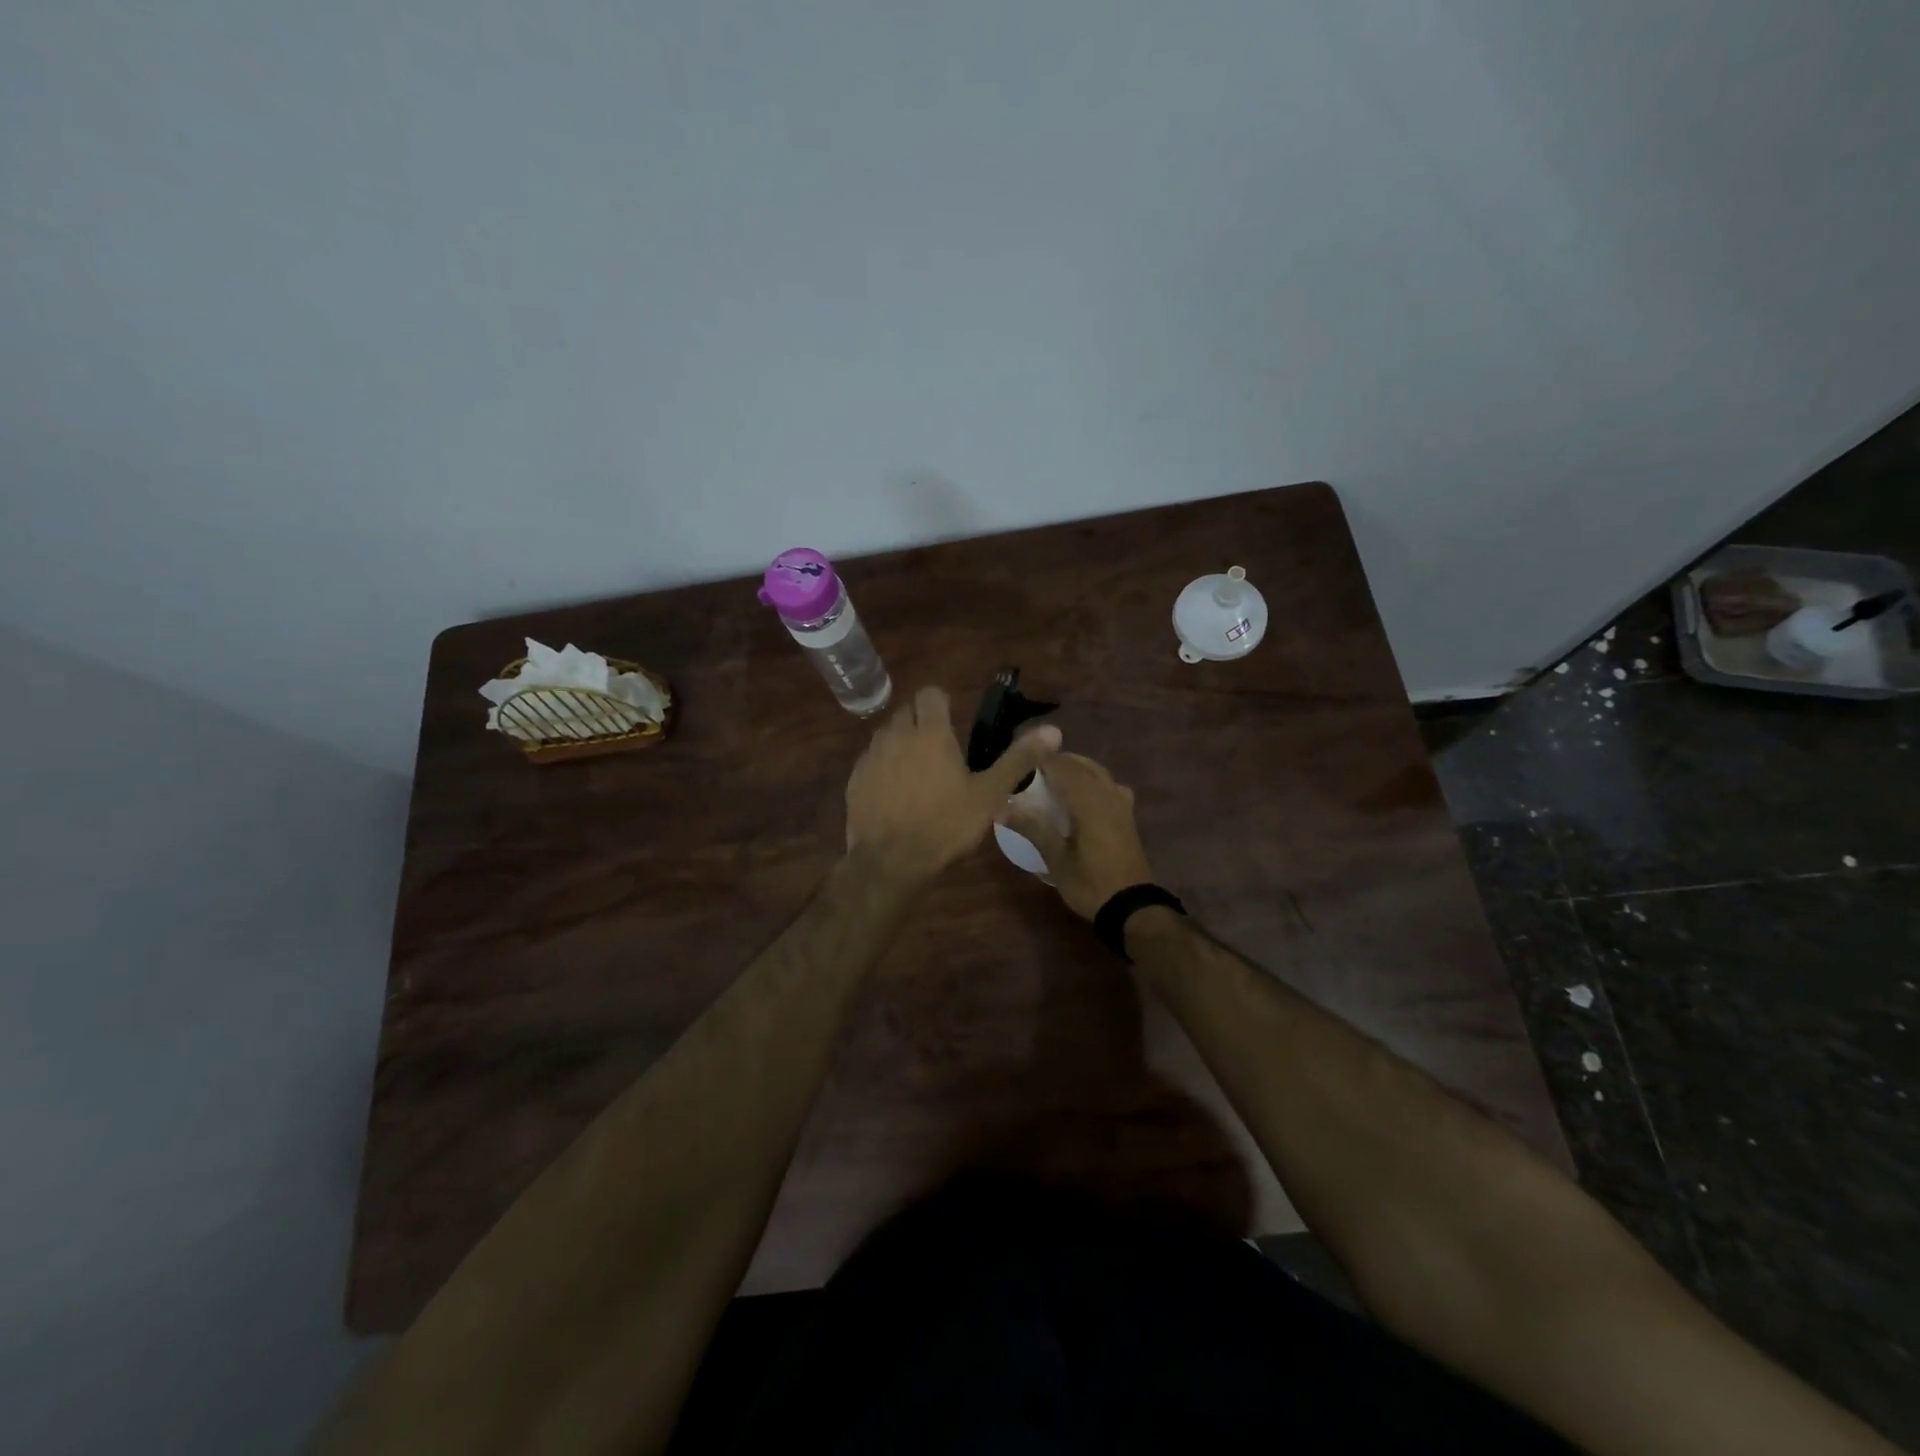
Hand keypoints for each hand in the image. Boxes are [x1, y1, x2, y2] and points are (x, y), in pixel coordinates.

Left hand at [845, 685, 1061, 887]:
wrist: (890, 862)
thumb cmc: (945, 825)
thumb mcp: (989, 795)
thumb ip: (1018, 759)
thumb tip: (1053, 731)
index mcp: (930, 733)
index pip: (931, 694)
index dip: (942, 703)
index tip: (953, 722)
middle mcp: (895, 735)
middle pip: (906, 711)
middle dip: (921, 721)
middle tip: (940, 749)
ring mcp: (870, 756)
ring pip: (886, 734)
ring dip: (900, 742)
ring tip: (917, 771)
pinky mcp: (854, 779)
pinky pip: (870, 760)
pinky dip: (883, 766)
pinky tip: (894, 792)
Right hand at [998, 752, 1155, 920]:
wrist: (1132, 907)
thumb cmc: (1091, 884)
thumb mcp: (1057, 860)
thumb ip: (1033, 828)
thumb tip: (1002, 806)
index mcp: (1089, 802)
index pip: (1061, 767)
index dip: (1040, 756)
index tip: (1017, 752)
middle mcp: (1107, 795)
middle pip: (1080, 765)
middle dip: (1056, 760)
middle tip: (1029, 765)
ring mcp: (1121, 804)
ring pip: (1097, 772)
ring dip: (1074, 767)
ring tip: (1051, 775)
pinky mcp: (1127, 815)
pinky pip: (1108, 785)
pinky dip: (1092, 780)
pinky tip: (1083, 793)